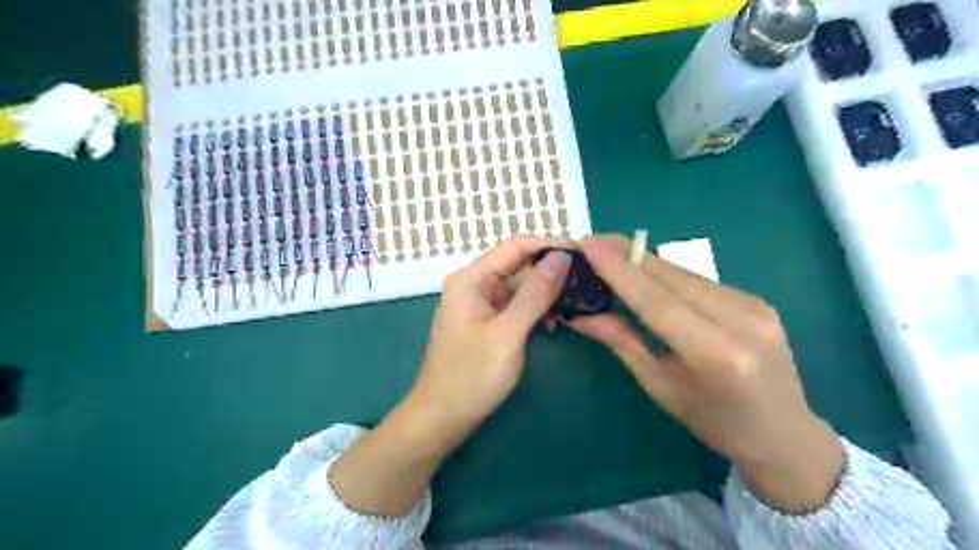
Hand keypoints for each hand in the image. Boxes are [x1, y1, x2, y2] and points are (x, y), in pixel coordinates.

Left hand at [405, 233, 574, 451]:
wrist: (441, 419)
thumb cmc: (470, 377)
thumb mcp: (507, 334)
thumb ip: (535, 294)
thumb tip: (562, 257)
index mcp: (471, 278)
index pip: (516, 246)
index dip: (550, 245)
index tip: (585, 254)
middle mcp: (475, 284)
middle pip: (519, 264)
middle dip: (552, 270)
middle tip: (589, 280)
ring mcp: (481, 304)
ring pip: (521, 285)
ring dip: (547, 291)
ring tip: (579, 301)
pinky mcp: (489, 322)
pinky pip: (517, 305)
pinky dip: (537, 309)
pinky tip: (557, 321)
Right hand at [575, 234, 845, 512]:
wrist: (784, 433)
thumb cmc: (712, 420)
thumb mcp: (659, 386)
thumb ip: (622, 342)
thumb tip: (580, 315)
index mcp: (714, 354)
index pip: (656, 300)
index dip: (619, 269)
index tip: (588, 243)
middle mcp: (739, 320)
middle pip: (670, 276)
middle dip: (627, 254)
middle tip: (592, 241)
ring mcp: (754, 305)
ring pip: (684, 273)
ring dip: (644, 261)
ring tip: (611, 253)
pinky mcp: (757, 299)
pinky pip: (699, 280)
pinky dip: (667, 273)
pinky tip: (646, 273)